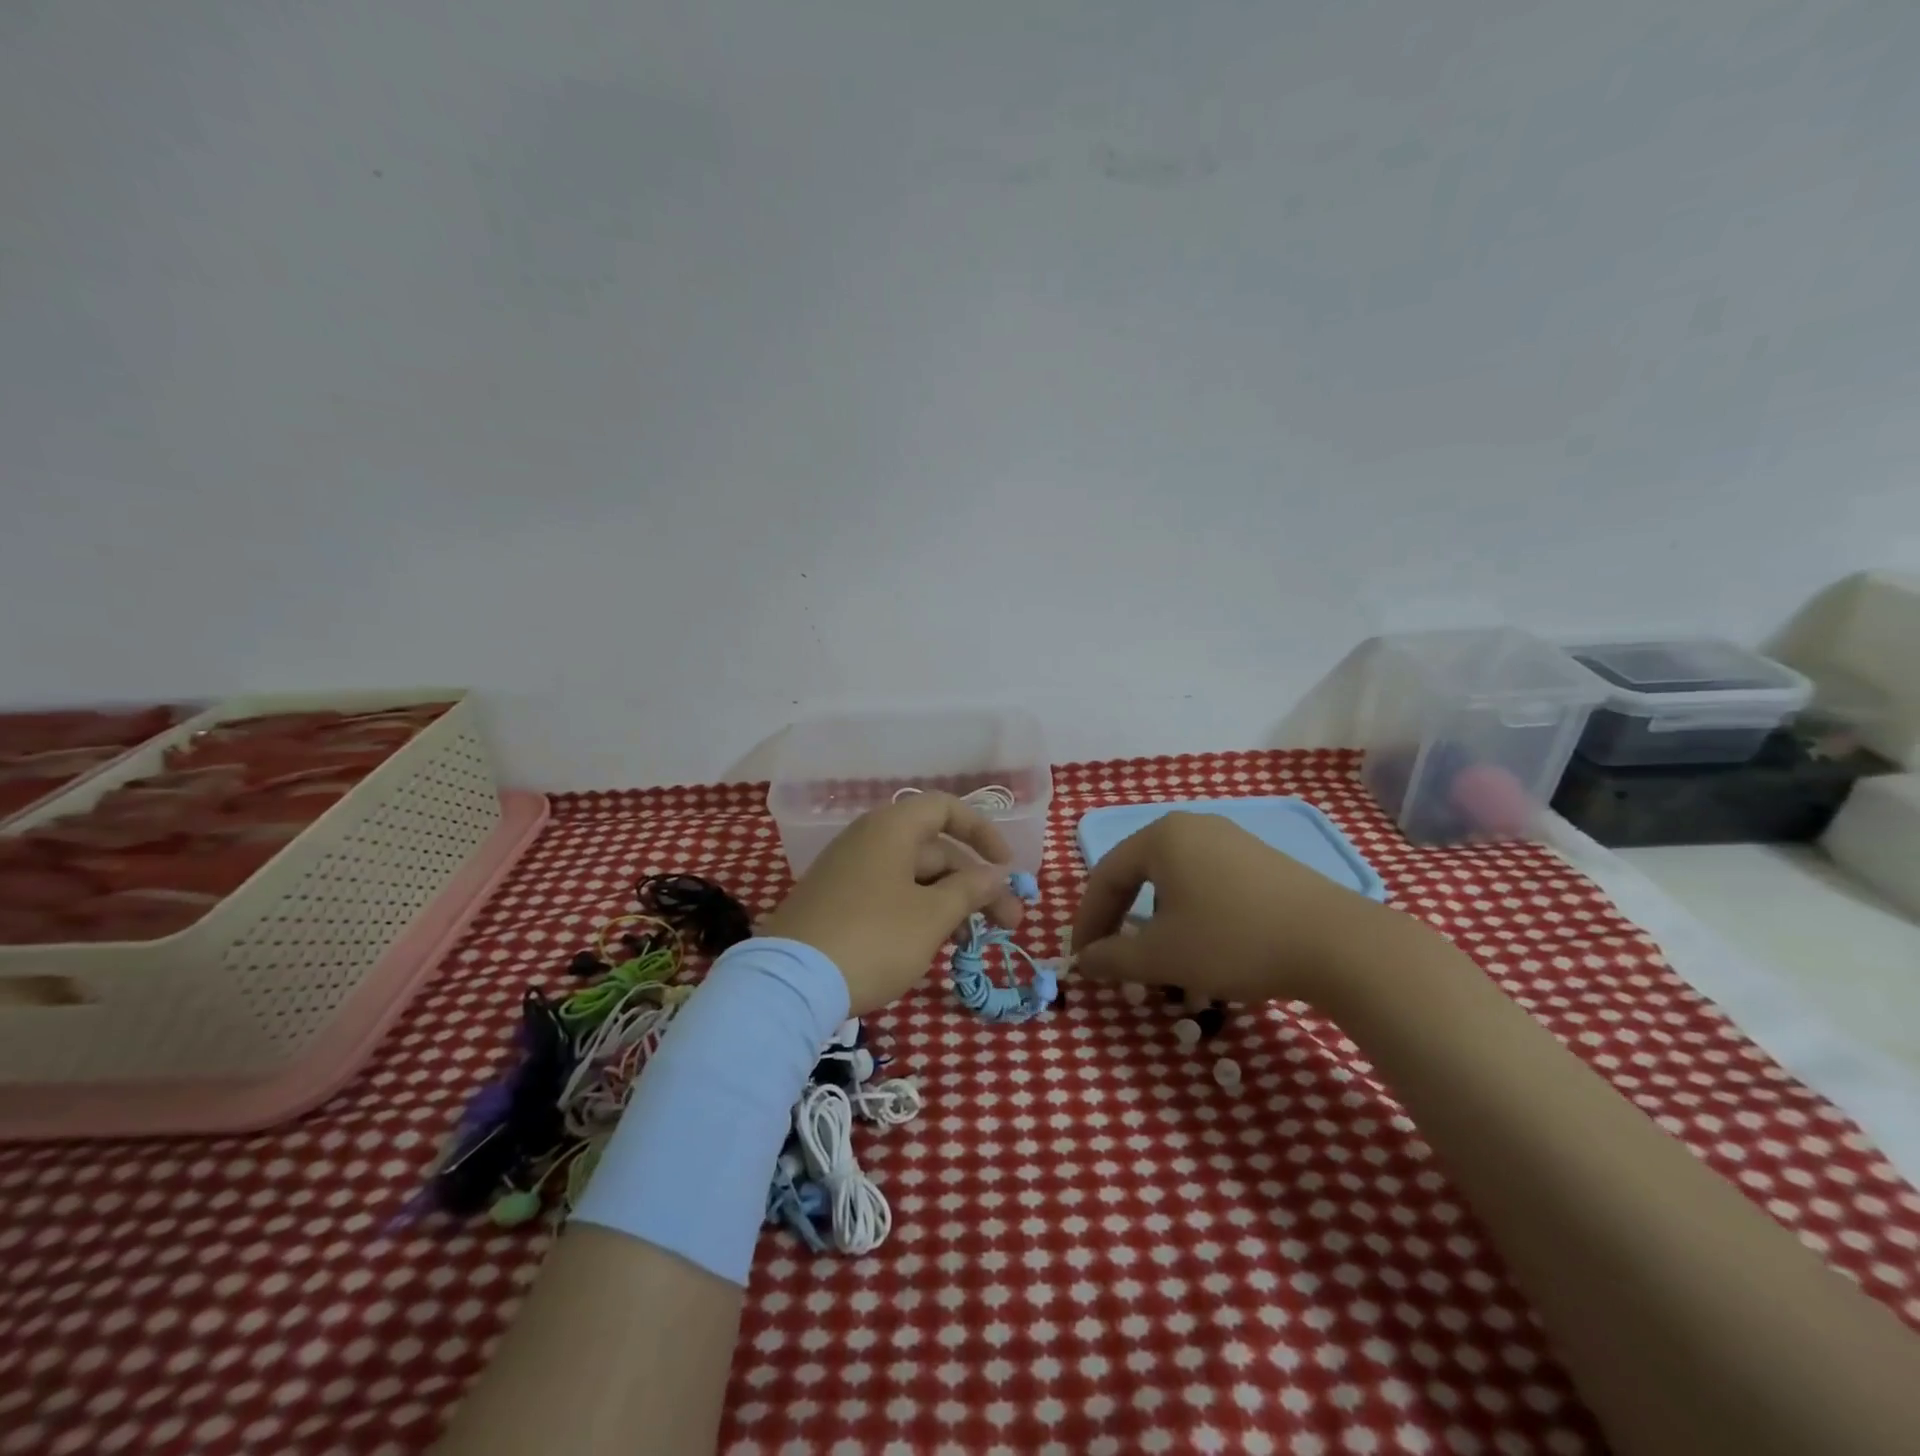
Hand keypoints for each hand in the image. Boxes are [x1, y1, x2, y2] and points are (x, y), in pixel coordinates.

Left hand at [760, 792, 1024, 1015]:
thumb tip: (997, 874)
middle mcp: (868, 840)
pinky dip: (918, 912)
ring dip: (950, 902)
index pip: (946, 809)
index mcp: (891, 829)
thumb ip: (971, 889)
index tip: (1007, 867)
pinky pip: (888, 895)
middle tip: (1008, 924)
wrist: (790, 984)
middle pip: (934, 850)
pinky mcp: (835, 903)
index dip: (982, 832)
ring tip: (973, 942)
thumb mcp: (932, 916)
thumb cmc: (874, 939)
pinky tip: (933, 945)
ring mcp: (848, 872)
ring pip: (913, 877)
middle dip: (975, 884)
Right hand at [1070, 811, 1392, 1005]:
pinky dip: (1191, 914)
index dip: (1087, 920)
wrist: (1337, 943)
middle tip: (1112, 955)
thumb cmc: (1234, 941)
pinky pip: (1206, 882)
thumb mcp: (1162, 956)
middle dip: (1121, 919)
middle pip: (1138, 874)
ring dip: (1156, 921)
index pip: (1105, 876)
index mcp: (1161, 837)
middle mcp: (1192, 826)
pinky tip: (1204, 946)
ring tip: (1159, 958)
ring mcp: (1230, 839)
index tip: (1081, 959)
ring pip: (1173, 881)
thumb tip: (1083, 961)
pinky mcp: (1260, 859)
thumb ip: (1112, 958)